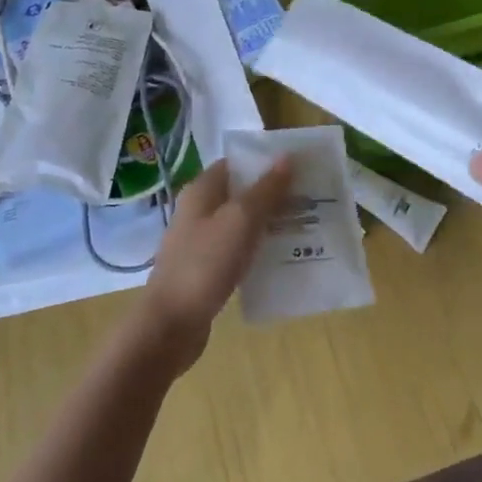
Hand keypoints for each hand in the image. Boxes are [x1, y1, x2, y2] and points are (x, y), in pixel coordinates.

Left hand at [132, 159, 291, 373]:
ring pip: (242, 223)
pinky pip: (239, 250)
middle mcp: (199, 211)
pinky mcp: (207, 269)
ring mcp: (201, 241)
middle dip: (274, 193)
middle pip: (241, 193)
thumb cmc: (205, 264)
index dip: (266, 162)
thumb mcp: (241, 220)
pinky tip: (283, 257)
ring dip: (269, 223)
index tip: (299, 166)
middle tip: (310, 197)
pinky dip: (259, 249)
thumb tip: (287, 156)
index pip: (236, 163)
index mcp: (202, 191)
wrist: (171, 325)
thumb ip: (266, 189)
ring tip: (305, 225)